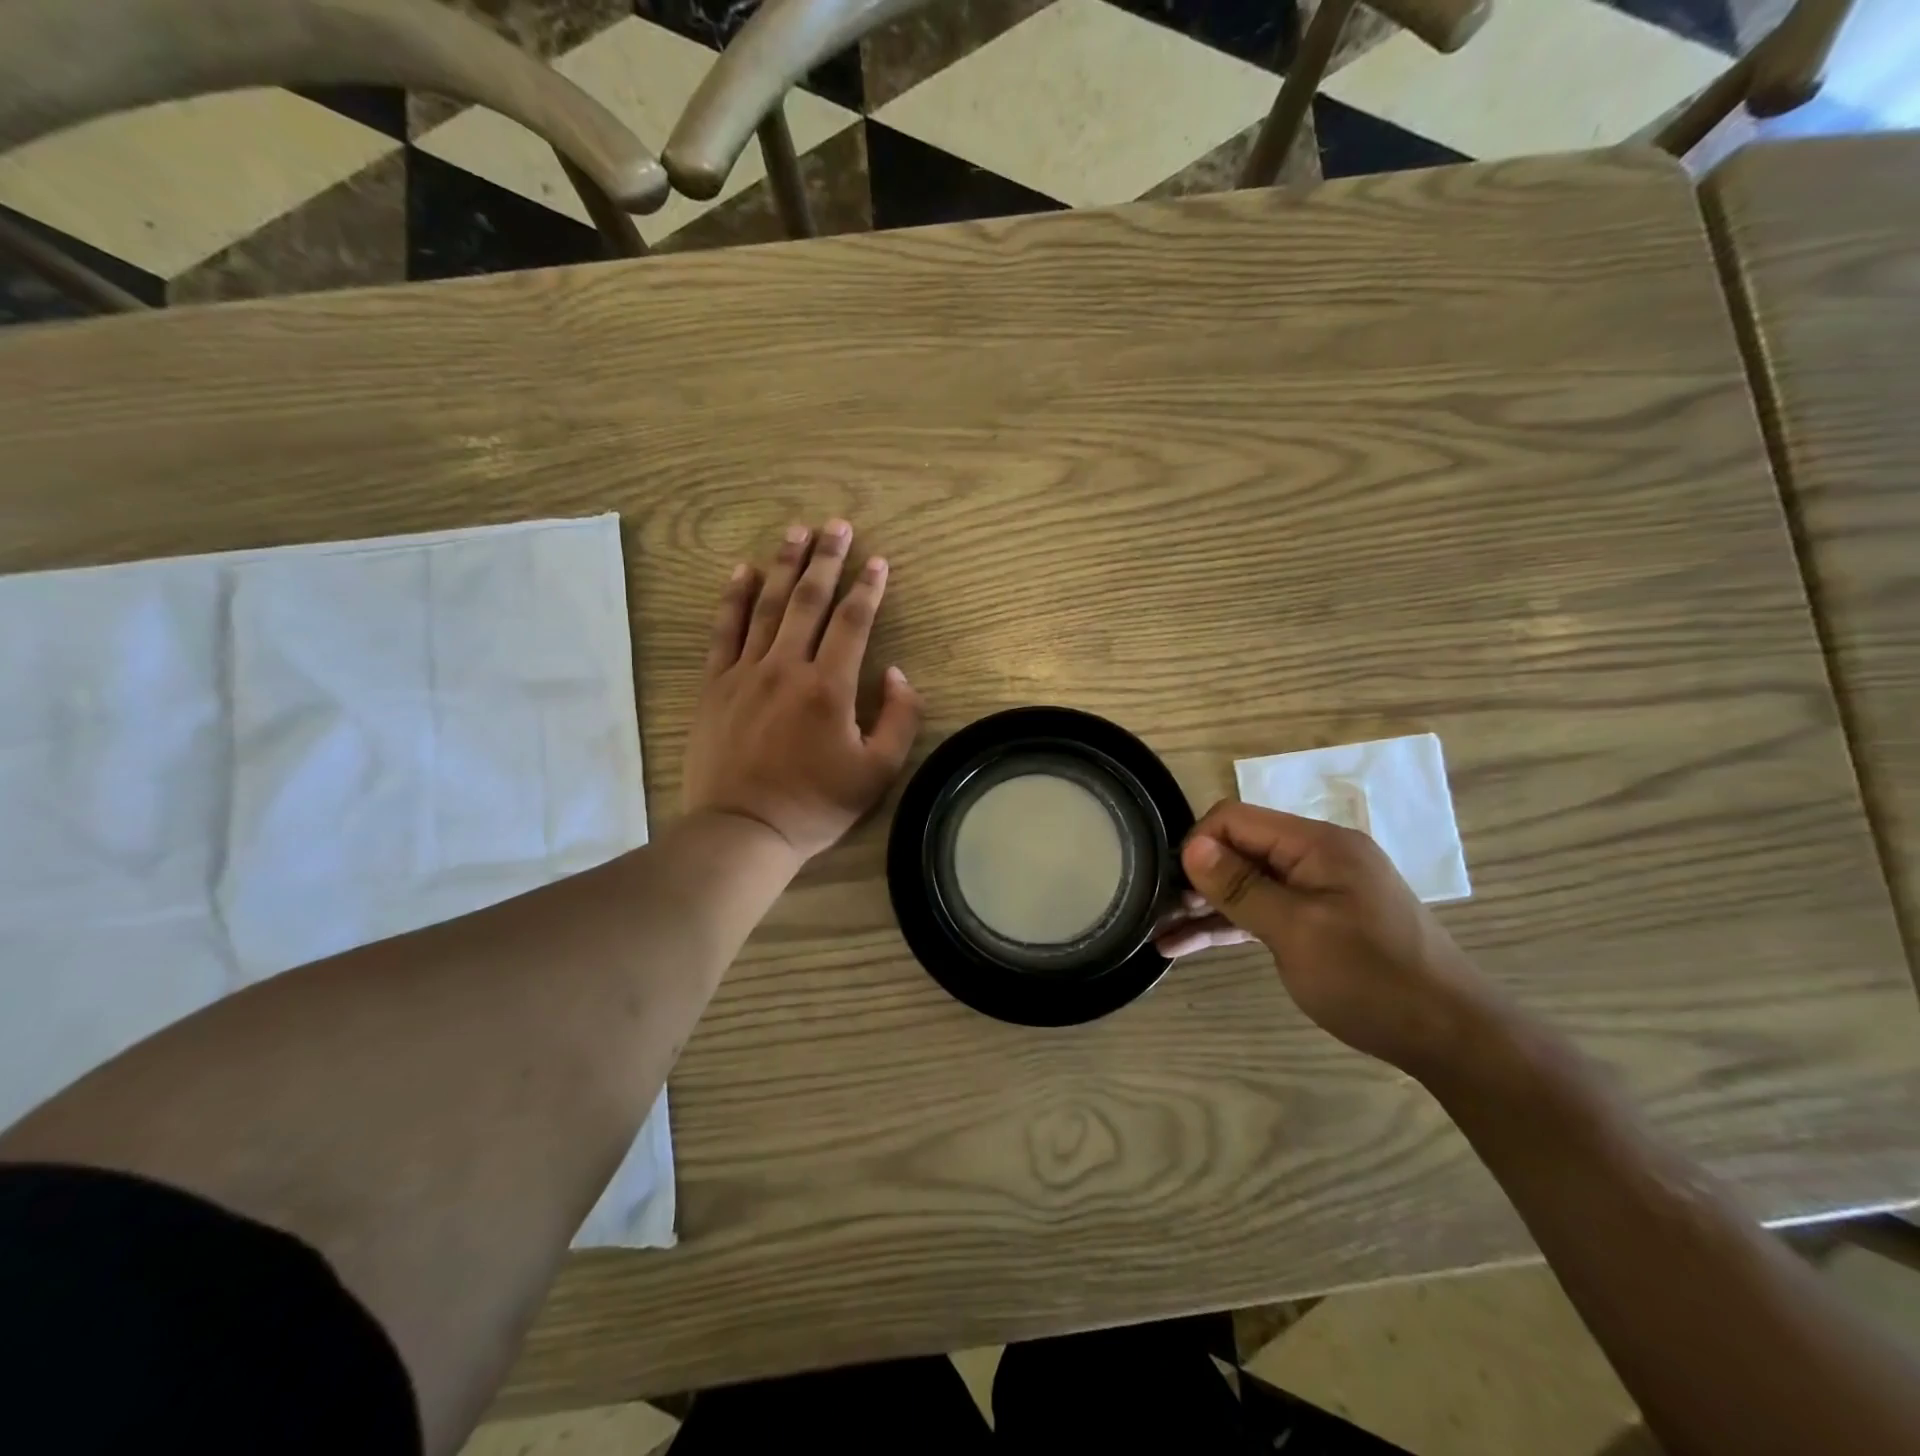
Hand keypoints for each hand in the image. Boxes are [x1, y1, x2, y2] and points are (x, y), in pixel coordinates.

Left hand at [683, 521, 922, 864]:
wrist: (743, 829)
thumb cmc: (815, 805)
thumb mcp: (878, 773)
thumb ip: (899, 718)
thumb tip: (896, 672)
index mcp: (830, 687)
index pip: (854, 622)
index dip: (868, 587)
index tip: (878, 561)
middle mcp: (787, 667)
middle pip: (809, 600)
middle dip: (826, 559)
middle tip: (837, 525)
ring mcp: (746, 672)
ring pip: (767, 606)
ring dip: (783, 565)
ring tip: (796, 531)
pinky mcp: (715, 685)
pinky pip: (724, 631)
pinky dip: (733, 598)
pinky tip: (742, 571)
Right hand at [1157, 801, 1500, 1078]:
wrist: (1451, 1037)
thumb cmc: (1372, 979)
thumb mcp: (1297, 931)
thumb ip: (1242, 887)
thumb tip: (1192, 846)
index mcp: (1317, 844)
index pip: (1237, 819)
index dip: (1199, 845)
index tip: (1175, 886)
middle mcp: (1317, 856)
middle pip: (1240, 849)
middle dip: (1197, 877)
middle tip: (1161, 913)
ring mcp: (1319, 889)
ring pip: (1248, 885)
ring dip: (1207, 907)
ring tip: (1161, 932)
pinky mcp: (1320, 920)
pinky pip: (1265, 911)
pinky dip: (1231, 926)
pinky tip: (1188, 945)